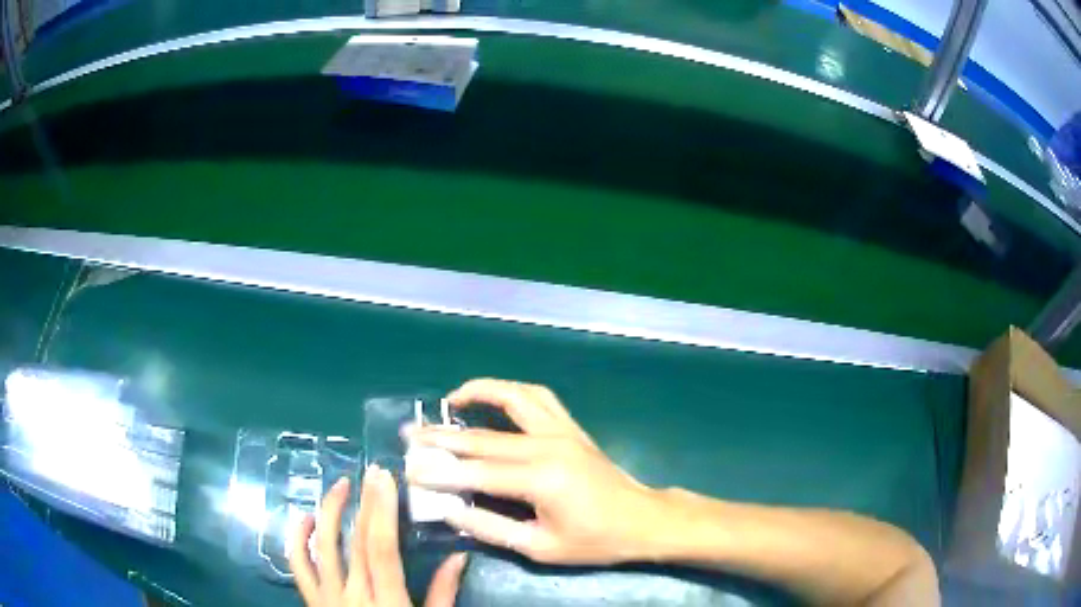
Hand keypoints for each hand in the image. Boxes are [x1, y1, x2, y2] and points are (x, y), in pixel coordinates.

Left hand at [289, 468, 467, 605]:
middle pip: (355, 541)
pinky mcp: (311, 600)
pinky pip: (297, 564)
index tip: (385, 479)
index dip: (382, 510)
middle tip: (372, 472)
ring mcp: (326, 596)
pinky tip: (305, 518)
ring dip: (329, 510)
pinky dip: (297, 537)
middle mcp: (352, 595)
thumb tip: (460, 556)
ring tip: (341, 485)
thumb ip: (443, 593)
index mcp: (386, 601)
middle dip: (364, 503)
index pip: (381, 548)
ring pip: (322, 545)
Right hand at [405, 378, 667, 565]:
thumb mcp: (540, 547)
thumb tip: (449, 511)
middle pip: (484, 437)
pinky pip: (539, 397)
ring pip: (513, 399)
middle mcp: (548, 445)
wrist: (641, 520)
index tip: (408, 468)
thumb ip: (491, 528)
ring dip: (479, 393)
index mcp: (540, 479)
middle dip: (442, 437)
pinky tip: (496, 397)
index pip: (476, 473)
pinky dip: (512, 391)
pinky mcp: (571, 427)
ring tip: (450, 400)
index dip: (439, 472)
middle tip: (410, 434)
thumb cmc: (593, 540)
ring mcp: (562, 431)